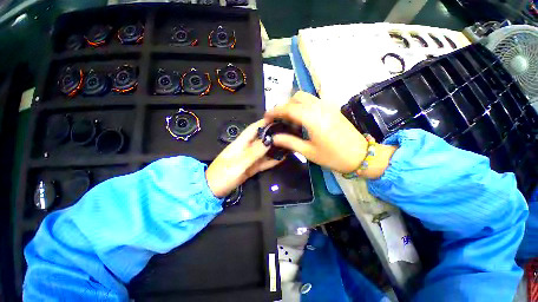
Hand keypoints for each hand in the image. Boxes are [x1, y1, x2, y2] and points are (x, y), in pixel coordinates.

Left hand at [206, 119, 282, 197]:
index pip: (253, 129)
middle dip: (273, 135)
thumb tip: (269, 140)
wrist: (213, 191)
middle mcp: (246, 149)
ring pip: (264, 151)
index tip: (277, 119)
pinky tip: (282, 158)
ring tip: (288, 144)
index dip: (264, 122)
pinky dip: (272, 161)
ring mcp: (249, 159)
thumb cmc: (223, 175)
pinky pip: (264, 162)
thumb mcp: (238, 163)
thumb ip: (254, 153)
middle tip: (288, 132)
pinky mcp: (251, 168)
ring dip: (274, 148)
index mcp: (240, 143)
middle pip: (261, 139)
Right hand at [265, 91, 367, 172]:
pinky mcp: (332, 108)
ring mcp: (327, 106)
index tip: (266, 117)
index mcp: (312, 119)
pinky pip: (314, 101)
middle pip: (296, 97)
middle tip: (278, 119)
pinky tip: (302, 118)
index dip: (274, 111)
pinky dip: (303, 105)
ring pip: (306, 97)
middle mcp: (319, 107)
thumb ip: (289, 142)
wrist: (361, 156)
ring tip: (289, 119)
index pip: (288, 109)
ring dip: (294, 104)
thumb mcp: (308, 152)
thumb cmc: (333, 156)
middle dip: (284, 106)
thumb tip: (273, 138)